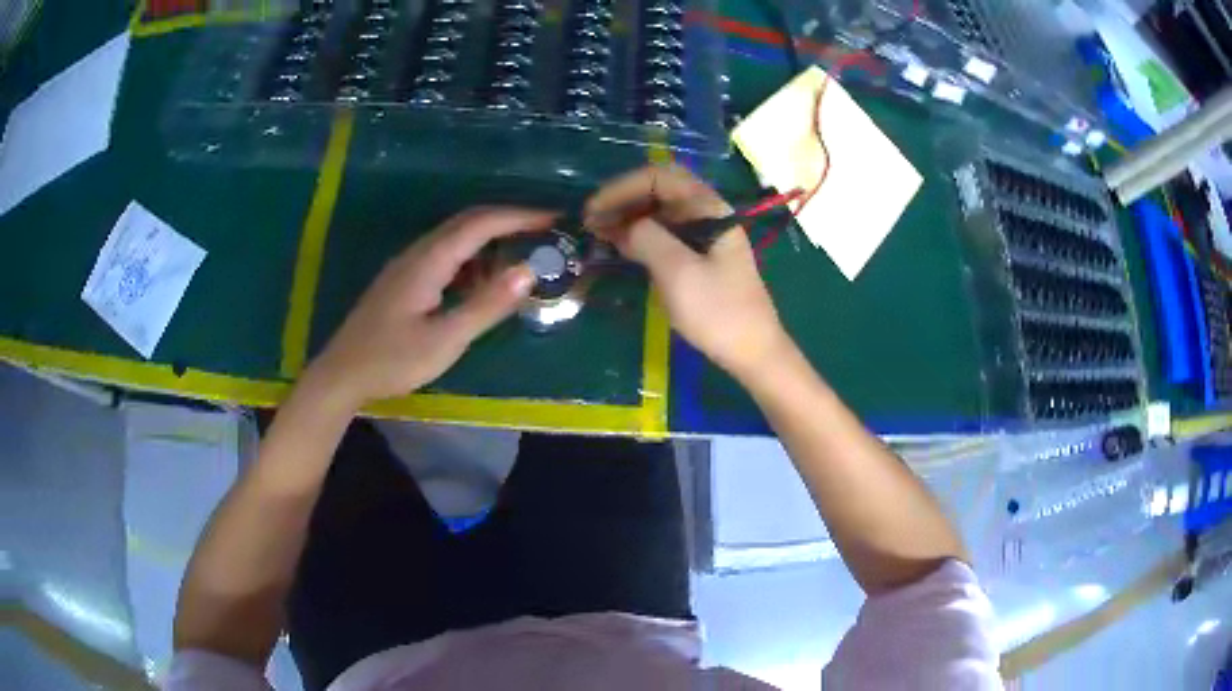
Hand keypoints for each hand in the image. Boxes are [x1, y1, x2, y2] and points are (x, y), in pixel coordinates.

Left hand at [302, 207, 550, 410]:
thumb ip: (487, 304)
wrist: (342, 374)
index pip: (481, 223)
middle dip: (508, 220)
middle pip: (467, 221)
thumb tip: (528, 271)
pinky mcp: (403, 280)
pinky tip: (481, 280)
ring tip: (520, 254)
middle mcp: (418, 252)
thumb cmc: (393, 360)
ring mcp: (407, 265)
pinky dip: (472, 257)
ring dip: (490, 238)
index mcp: (429, 261)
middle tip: (543, 231)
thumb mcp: (446, 339)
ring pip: (455, 237)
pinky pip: (444, 255)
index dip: (519, 216)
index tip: (553, 218)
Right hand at [585, 165, 792, 381]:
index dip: (622, 187)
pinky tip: (618, 247)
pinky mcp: (698, 257)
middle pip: (659, 190)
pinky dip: (638, 235)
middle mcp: (707, 213)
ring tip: (597, 234)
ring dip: (627, 217)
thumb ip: (646, 238)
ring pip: (658, 212)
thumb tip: (621, 226)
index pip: (660, 177)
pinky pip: (663, 234)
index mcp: (708, 208)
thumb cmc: (718, 312)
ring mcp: (703, 235)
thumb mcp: (678, 272)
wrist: (752, 352)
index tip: (594, 209)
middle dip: (622, 200)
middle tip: (590, 221)